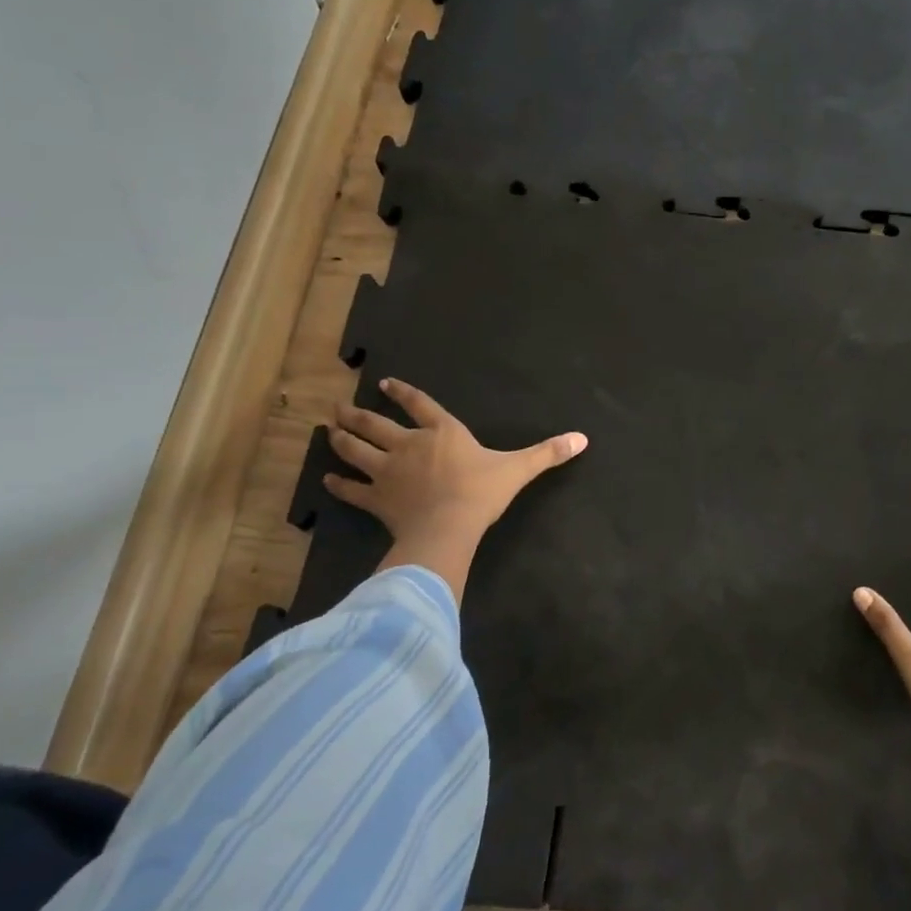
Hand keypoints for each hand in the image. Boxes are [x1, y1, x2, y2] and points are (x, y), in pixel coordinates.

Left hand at [323, 378, 586, 600]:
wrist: (448, 526)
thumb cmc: (482, 492)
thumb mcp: (518, 468)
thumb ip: (548, 453)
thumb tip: (583, 438)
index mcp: (442, 432)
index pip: (420, 405)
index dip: (403, 393)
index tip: (384, 384)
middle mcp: (409, 445)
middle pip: (375, 424)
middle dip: (355, 414)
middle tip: (337, 406)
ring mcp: (388, 472)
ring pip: (356, 451)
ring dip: (340, 440)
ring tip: (328, 430)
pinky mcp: (376, 500)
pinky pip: (352, 490)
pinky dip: (338, 485)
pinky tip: (327, 481)